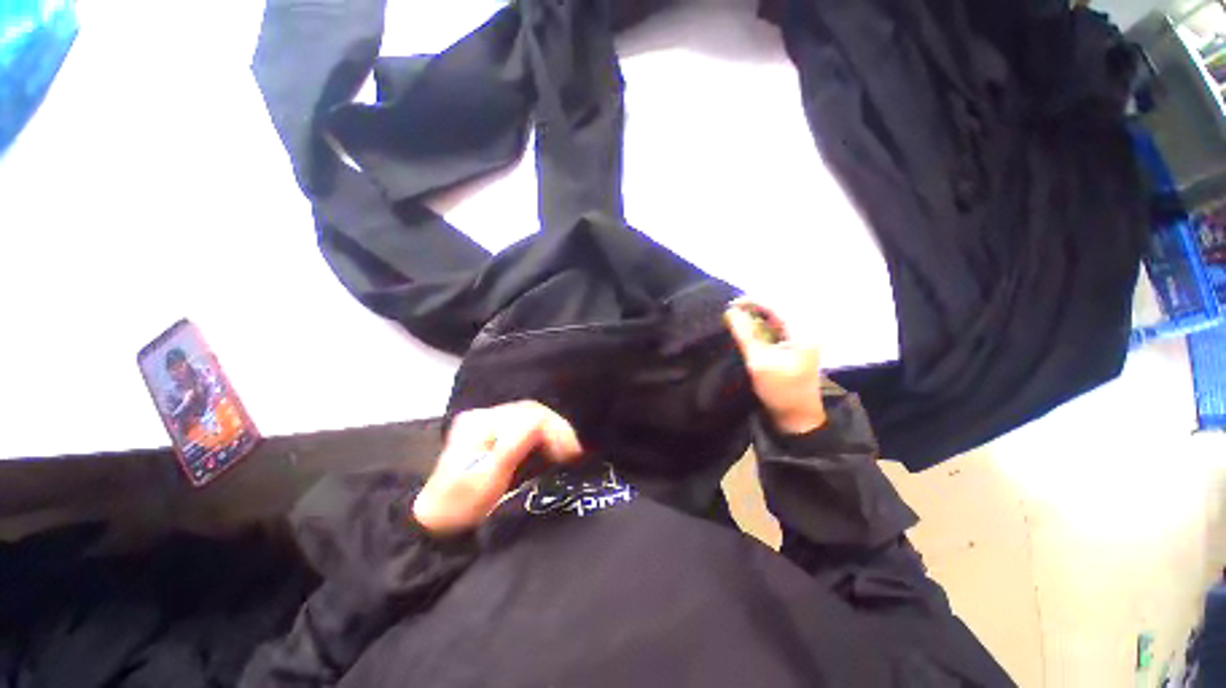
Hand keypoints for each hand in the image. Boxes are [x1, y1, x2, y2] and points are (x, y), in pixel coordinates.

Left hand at [412, 401, 582, 535]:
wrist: (437, 524)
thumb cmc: (461, 507)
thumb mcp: (486, 480)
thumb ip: (512, 447)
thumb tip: (541, 423)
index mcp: (480, 423)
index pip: (529, 414)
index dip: (555, 430)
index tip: (572, 454)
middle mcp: (485, 415)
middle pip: (532, 412)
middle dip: (558, 430)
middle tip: (575, 454)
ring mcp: (489, 421)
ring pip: (533, 416)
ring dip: (554, 432)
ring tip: (568, 452)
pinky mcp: (496, 432)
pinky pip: (528, 425)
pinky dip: (545, 436)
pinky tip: (554, 448)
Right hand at [724, 299, 825, 434]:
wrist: (796, 417)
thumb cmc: (780, 390)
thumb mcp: (759, 362)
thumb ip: (745, 334)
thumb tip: (730, 311)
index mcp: (802, 332)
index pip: (776, 305)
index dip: (752, 302)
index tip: (731, 305)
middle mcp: (805, 330)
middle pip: (777, 309)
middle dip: (753, 308)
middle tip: (732, 312)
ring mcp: (801, 339)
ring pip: (776, 319)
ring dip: (756, 317)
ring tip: (736, 319)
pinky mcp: (794, 347)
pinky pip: (777, 329)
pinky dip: (761, 327)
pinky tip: (748, 331)